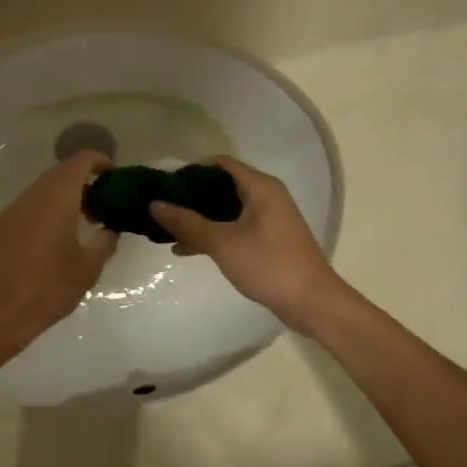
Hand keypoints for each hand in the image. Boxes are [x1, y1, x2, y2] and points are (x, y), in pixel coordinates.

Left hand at [0, 151, 116, 348]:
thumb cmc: (50, 288)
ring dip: (61, 199)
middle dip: (82, 183)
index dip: (100, 161)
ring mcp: (9, 211)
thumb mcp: (89, 268)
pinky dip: (41, 214)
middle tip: (99, 206)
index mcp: (57, 199)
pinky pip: (24, 210)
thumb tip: (110, 228)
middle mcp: (31, 197)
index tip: (114, 176)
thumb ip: (105, 241)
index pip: (81, 161)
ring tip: (76, 225)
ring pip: (40, 192)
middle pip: (59, 174)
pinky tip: (48, 242)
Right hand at [150, 157, 344, 331]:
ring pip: (227, 210)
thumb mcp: (222, 242)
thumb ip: (187, 223)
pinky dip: (213, 233)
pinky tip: (188, 249)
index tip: (165, 185)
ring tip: (168, 230)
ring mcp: (269, 219)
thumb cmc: (268, 264)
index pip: (220, 164)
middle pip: (222, 186)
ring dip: (200, 218)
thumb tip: (155, 204)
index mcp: (260, 187)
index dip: (191, 171)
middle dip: (191, 197)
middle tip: (163, 208)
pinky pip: (235, 227)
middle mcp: (267, 196)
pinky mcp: (269, 240)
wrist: (311, 302)